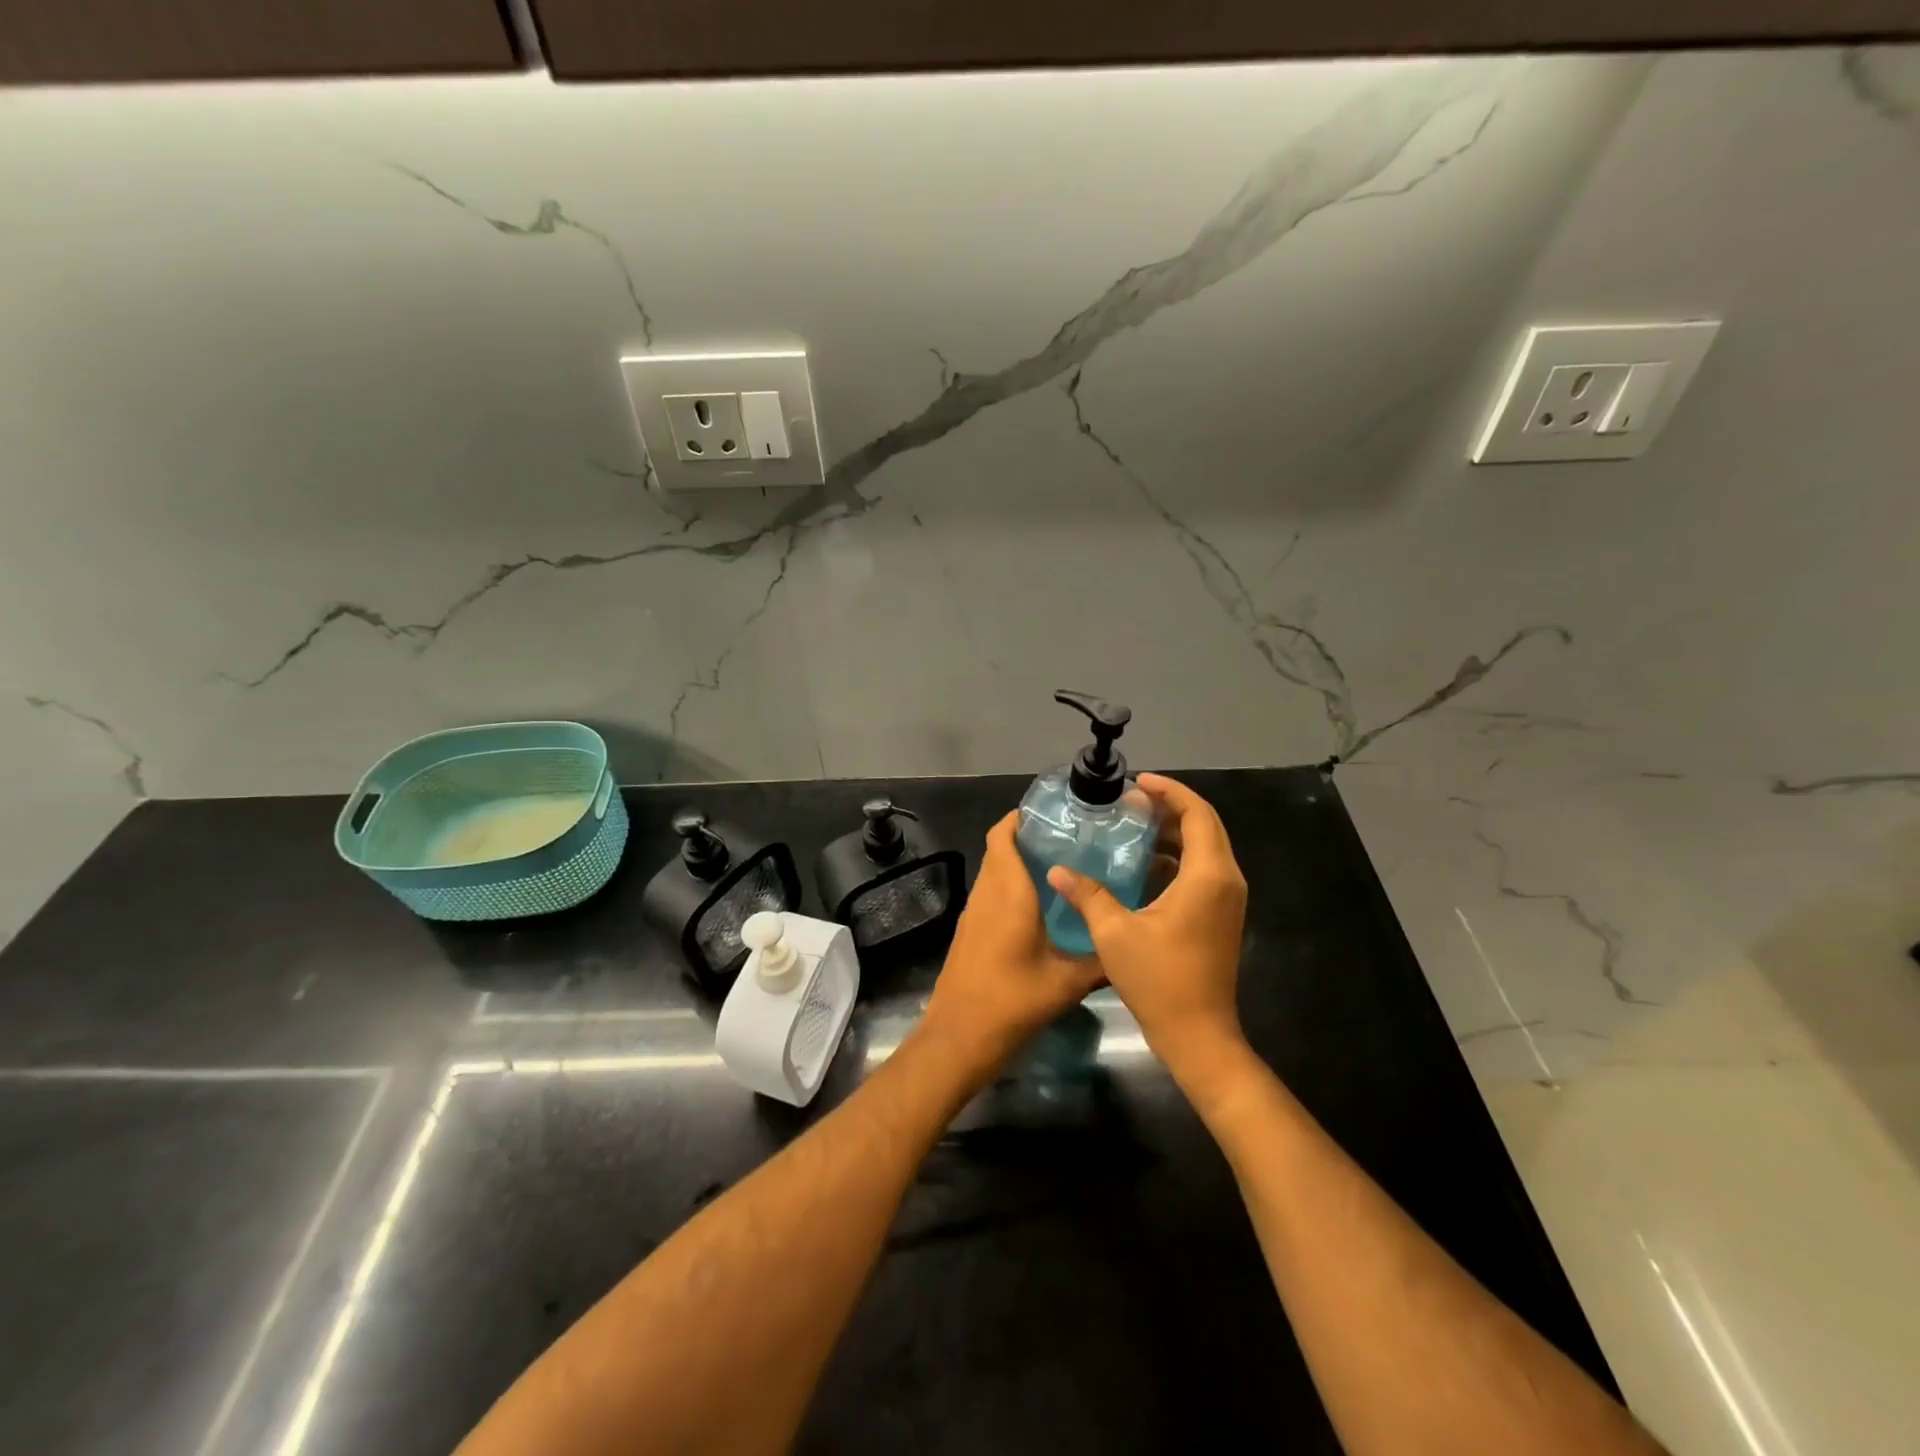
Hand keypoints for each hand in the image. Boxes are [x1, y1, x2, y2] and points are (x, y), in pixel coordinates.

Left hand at [919, 812, 1105, 1081]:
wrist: (960, 1037)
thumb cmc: (1012, 1001)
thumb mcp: (1067, 982)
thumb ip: (1100, 960)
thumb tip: (1129, 944)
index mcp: (1008, 892)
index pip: (1003, 835)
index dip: (1021, 817)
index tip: (1053, 812)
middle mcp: (987, 893)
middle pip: (999, 849)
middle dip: (1028, 837)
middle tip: (1069, 837)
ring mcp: (973, 912)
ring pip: (993, 871)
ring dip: (1018, 861)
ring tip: (1061, 864)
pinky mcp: (970, 931)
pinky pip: (991, 893)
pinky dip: (1010, 886)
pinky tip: (1040, 904)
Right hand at [1046, 774, 1247, 1081]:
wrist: (1198, 1035)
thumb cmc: (1159, 981)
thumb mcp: (1115, 933)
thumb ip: (1088, 895)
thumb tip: (1057, 870)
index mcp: (1208, 876)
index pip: (1197, 814)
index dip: (1169, 791)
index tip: (1138, 783)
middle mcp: (1226, 880)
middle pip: (1205, 825)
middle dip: (1170, 807)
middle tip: (1131, 801)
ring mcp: (1227, 899)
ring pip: (1206, 848)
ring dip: (1174, 831)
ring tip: (1134, 825)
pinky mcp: (1221, 916)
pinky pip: (1203, 870)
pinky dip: (1177, 857)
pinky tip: (1144, 864)